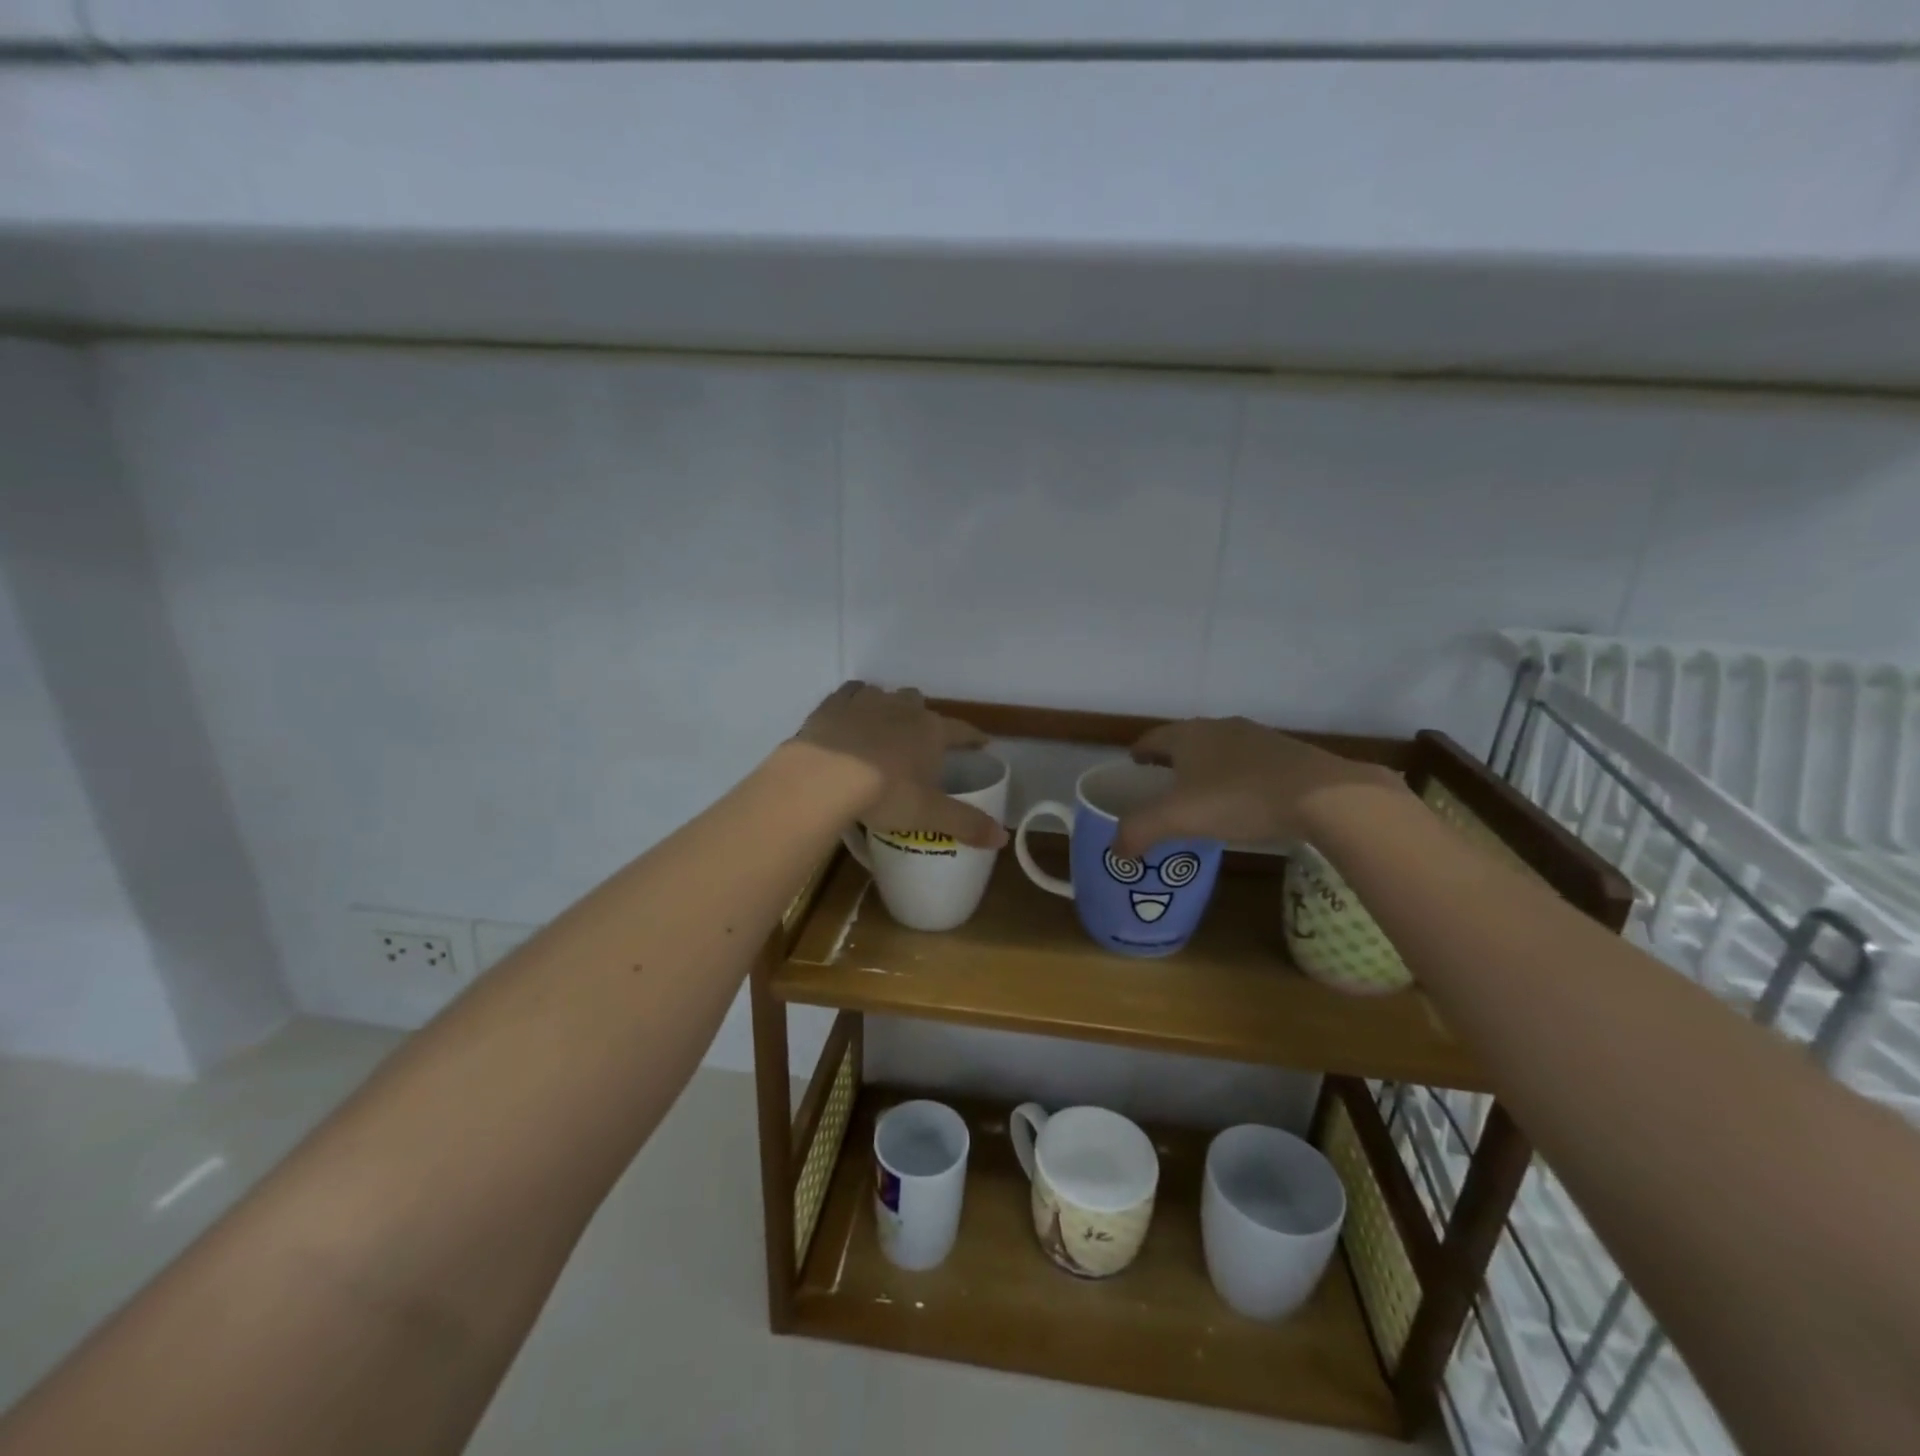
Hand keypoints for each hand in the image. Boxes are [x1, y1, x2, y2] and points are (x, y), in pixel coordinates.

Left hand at [792, 682, 1006, 848]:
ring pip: (885, 695)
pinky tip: (851, 715)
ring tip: (883, 728)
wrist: (824, 777)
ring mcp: (867, 701)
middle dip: (923, 717)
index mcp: (931, 731)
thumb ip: (966, 824)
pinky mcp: (834, 704)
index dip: (973, 737)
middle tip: (919, 739)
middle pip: (919, 703)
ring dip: (888, 708)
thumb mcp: (929, 815)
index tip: (982, 742)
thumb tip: (1003, 838)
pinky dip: (854, 702)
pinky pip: (850, 693)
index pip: (961, 730)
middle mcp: (903, 708)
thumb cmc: (885, 794)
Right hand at [1113, 716, 1403, 856]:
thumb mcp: (1178, 818)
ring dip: (1205, 767)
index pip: (1152, 738)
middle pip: (1185, 741)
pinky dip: (1236, 776)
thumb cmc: (1239, 799)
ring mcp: (1258, 737)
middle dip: (1171, 760)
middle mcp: (1220, 727)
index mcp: (1188, 735)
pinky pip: (1249, 762)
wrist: (1323, 796)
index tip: (1133, 768)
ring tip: (1202, 795)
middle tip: (1162, 786)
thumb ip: (1139, 832)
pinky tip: (1243, 800)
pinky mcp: (1288, 753)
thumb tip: (1116, 851)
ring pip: (1219, 749)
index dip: (1139, 753)